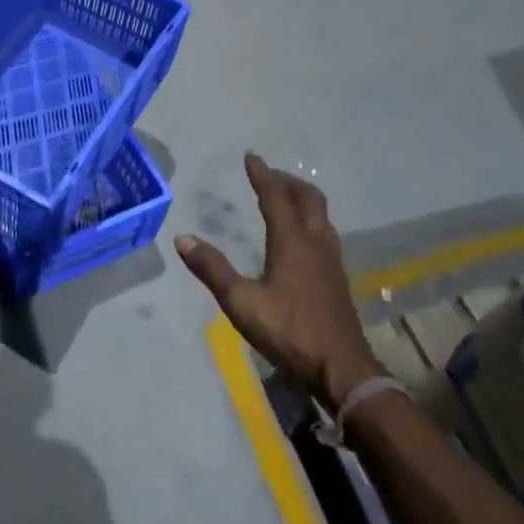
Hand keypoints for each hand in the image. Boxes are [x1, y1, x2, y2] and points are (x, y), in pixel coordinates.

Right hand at [175, 154, 379, 407]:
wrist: (341, 367)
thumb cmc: (289, 331)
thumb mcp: (241, 302)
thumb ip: (212, 269)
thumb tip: (183, 238)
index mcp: (292, 242)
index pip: (275, 197)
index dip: (262, 175)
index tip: (251, 157)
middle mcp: (315, 242)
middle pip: (307, 198)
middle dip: (287, 181)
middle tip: (268, 175)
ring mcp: (331, 260)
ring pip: (321, 215)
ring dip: (303, 198)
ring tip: (286, 198)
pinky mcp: (337, 277)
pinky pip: (325, 233)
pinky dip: (311, 220)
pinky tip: (302, 238)